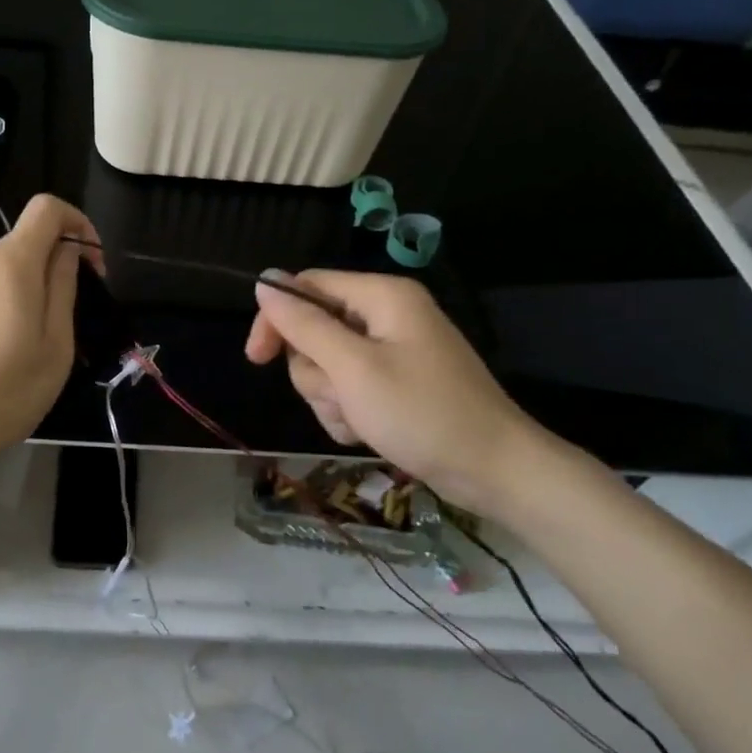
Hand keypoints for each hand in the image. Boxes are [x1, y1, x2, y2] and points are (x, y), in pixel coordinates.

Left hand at [0, 195, 101, 481]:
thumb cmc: (7, 391)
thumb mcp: (56, 344)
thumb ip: (63, 286)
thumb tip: (68, 250)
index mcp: (12, 264)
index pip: (47, 207)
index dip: (77, 222)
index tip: (91, 262)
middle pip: (24, 242)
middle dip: (54, 264)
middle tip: (69, 314)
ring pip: (0, 269)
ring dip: (25, 287)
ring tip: (31, 339)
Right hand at [244, 269, 554, 513]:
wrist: (494, 471)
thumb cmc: (422, 413)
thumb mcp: (353, 368)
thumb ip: (304, 325)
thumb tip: (264, 282)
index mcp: (381, 296)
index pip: (306, 287)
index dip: (277, 318)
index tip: (257, 359)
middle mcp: (386, 315)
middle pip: (315, 330)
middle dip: (316, 372)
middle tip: (341, 398)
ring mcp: (393, 350)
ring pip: (328, 365)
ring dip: (332, 398)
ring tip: (360, 420)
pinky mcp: (397, 382)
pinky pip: (350, 387)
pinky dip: (349, 411)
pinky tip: (368, 432)